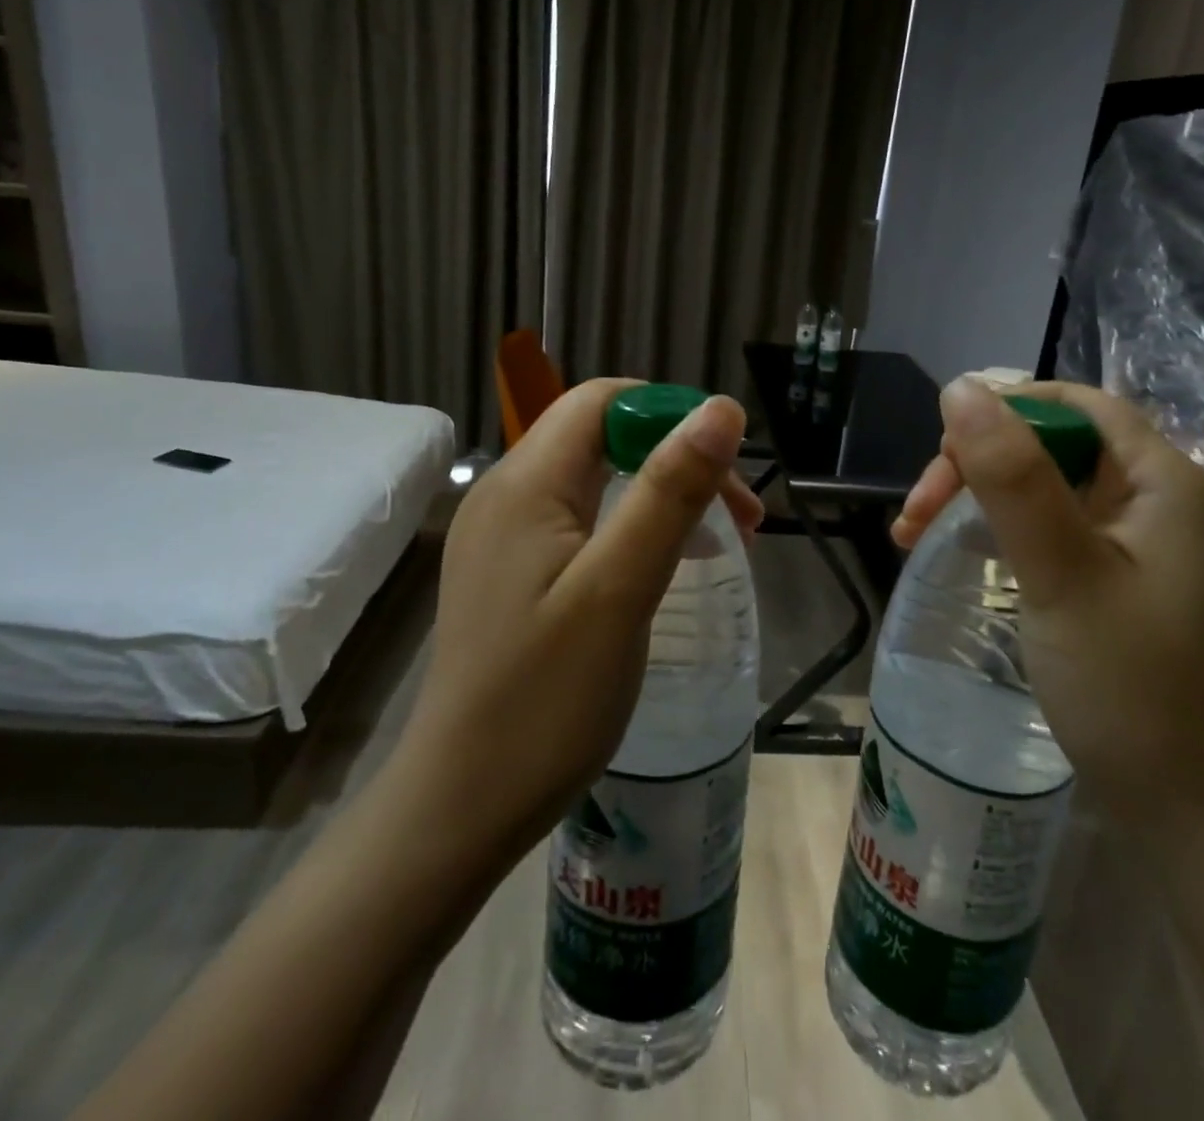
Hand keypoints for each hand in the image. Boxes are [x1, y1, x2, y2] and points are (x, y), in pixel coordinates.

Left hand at [390, 379, 760, 871]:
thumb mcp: (620, 588)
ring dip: (660, 494)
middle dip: (676, 459)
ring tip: (719, 542)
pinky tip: (664, 567)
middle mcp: (507, 494)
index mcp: (526, 484)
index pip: (603, 401)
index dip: (670, 414)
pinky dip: (632, 528)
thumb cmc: (546, 699)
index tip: (727, 467)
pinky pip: (580, 522)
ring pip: (596, 480)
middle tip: (740, 517)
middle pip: (602, 437)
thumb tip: (721, 409)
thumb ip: (670, 492)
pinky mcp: (510, 572)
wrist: (463, 804)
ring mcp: (504, 536)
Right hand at [895, 378, 1203, 830]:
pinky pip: (1052, 531)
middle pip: (1053, 446)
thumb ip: (1012, 477)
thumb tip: (960, 388)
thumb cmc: (1132, 689)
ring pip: (1045, 489)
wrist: (1194, 818)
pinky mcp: (1121, 582)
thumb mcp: (1062, 573)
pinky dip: (1001, 534)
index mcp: (1165, 482)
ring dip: (978, 500)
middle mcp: (1159, 501)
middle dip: (977, 465)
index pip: (1076, 404)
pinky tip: (963, 554)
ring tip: (913, 534)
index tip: (939, 452)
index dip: (1003, 410)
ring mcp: (1141, 545)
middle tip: (914, 514)